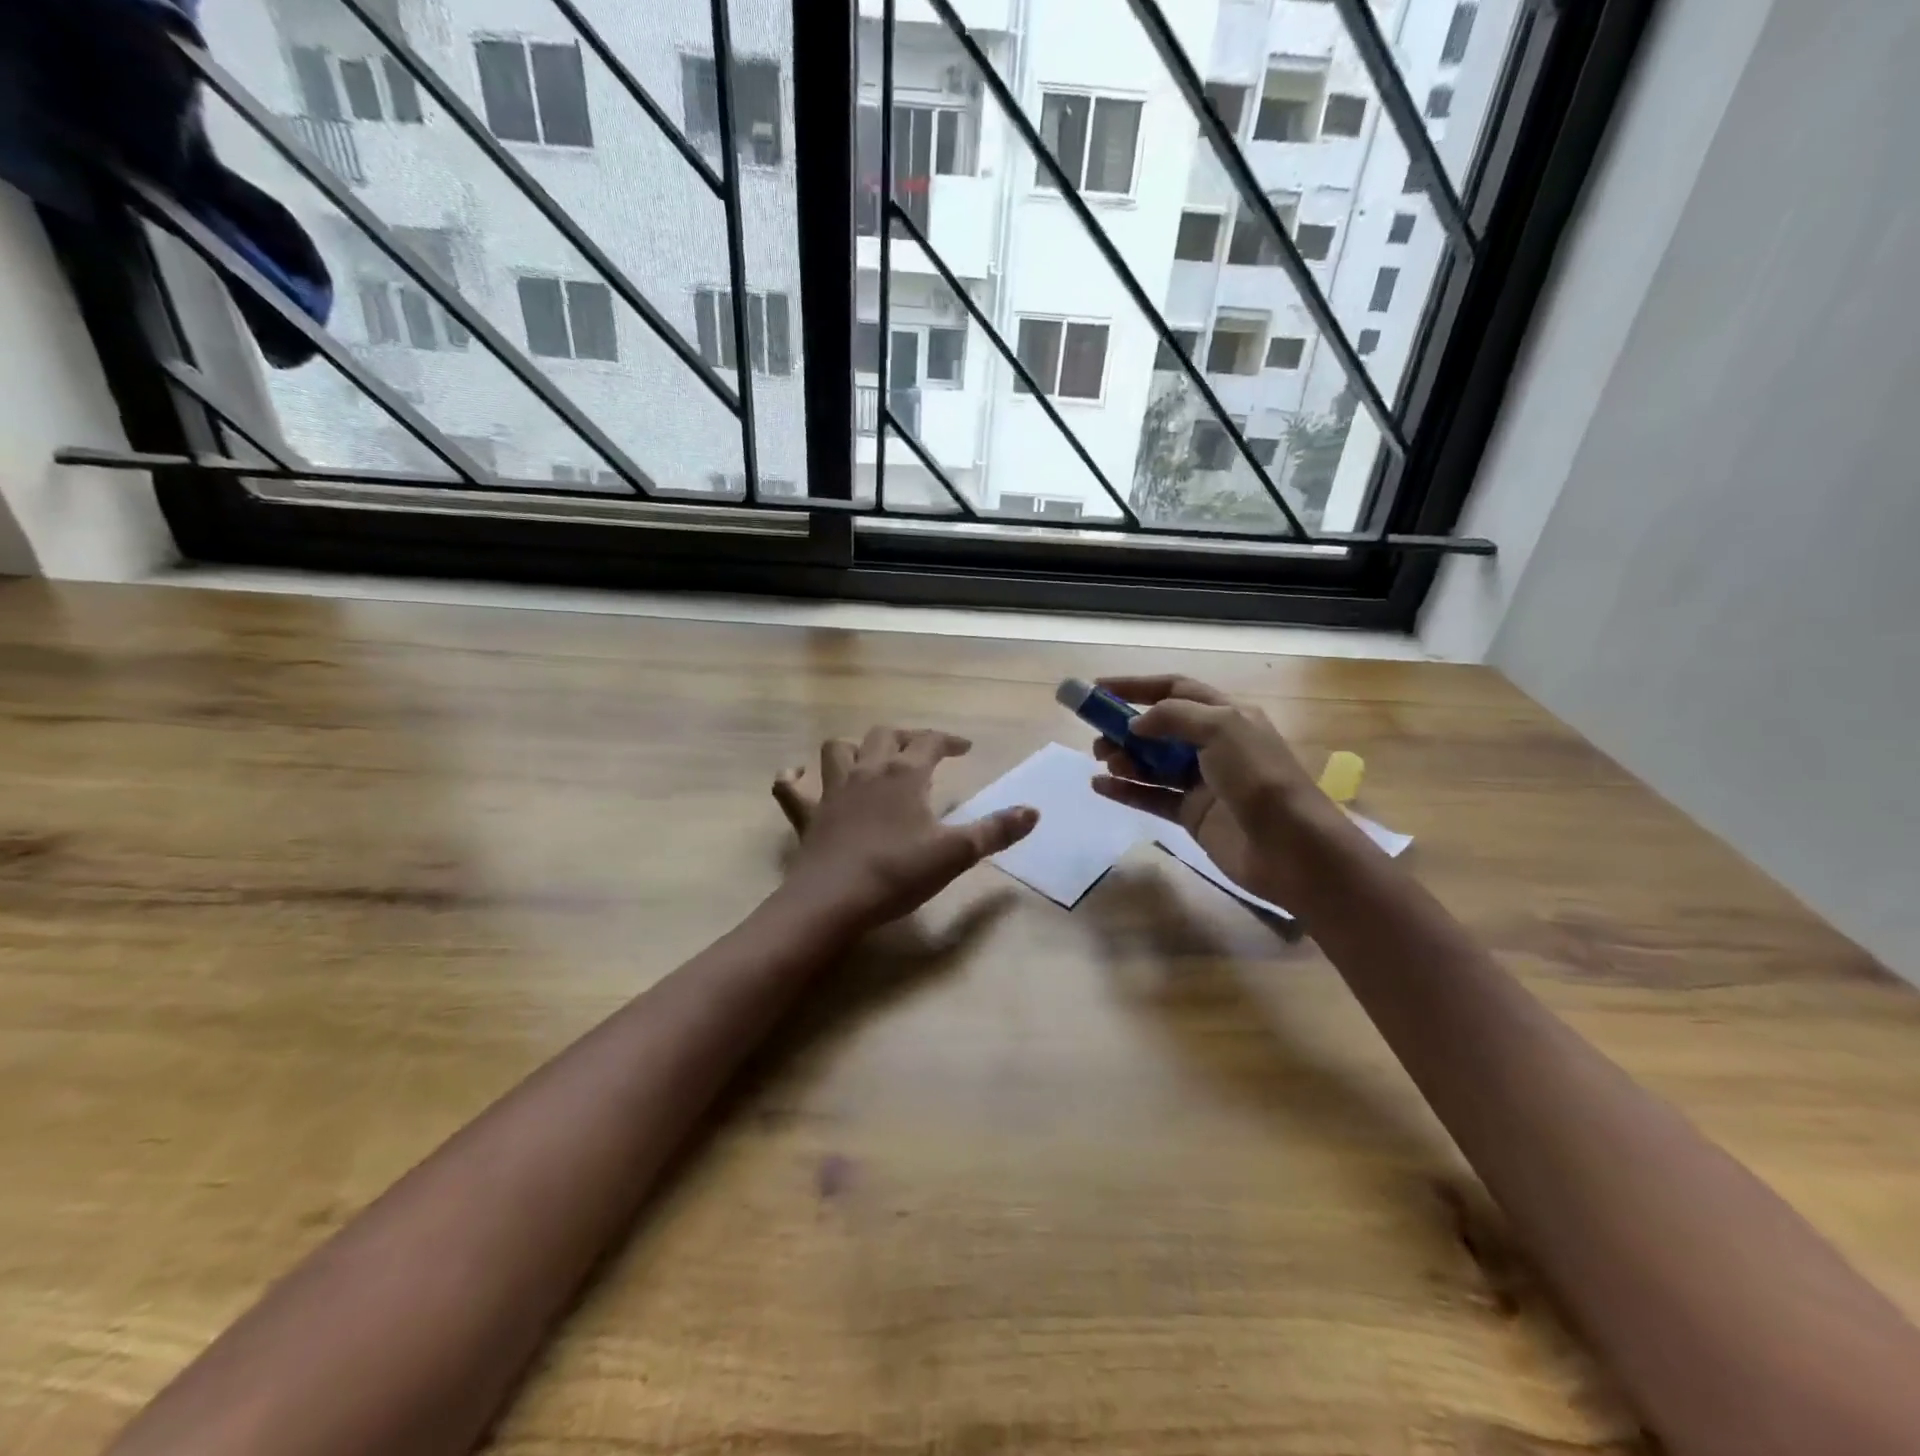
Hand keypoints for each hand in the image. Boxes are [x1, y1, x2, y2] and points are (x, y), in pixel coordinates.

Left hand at [771, 727, 1037, 932]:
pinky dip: (793, 777)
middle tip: (921, 753)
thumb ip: (995, 831)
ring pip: (839, 749)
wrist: (834, 900)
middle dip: (905, 738)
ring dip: (855, 748)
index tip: (965, 749)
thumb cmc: (898, 873)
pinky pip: (790, 787)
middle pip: (884, 736)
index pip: (929, 741)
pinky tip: (797, 775)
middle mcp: (867, 772)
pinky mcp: (807, 816)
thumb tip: (1033, 811)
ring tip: (869, 759)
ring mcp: (832, 791)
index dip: (949, 740)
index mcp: (904, 775)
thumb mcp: (955, 853)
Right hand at [1088, 675, 1341, 903]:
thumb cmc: (1259, 778)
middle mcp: (1213, 744)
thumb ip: (1174, 717)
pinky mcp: (1192, 815)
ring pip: (1152, 763)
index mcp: (1226, 715)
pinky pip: (1151, 797)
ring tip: (1103, 761)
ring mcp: (1202, 782)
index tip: (1097, 689)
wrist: (1292, 848)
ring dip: (1124, 758)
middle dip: (1124, 727)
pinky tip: (1100, 787)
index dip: (1136, 686)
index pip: (1175, 689)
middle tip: (1098, 737)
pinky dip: (1126, 790)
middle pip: (1159, 727)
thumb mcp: (1222, 729)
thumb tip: (1135, 724)